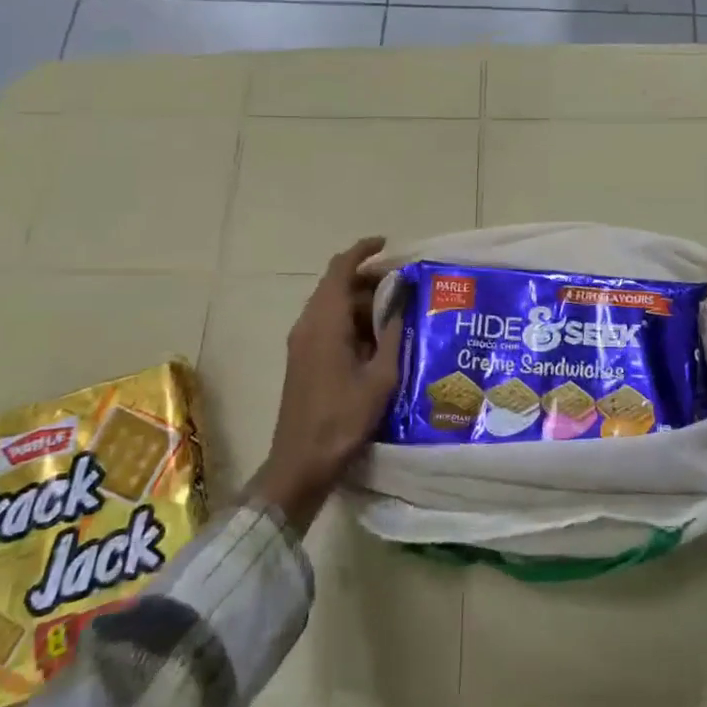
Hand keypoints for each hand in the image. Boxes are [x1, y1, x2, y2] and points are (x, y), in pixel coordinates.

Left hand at [249, 237, 403, 532]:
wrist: (301, 462)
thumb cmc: (342, 419)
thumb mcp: (380, 377)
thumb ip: (392, 335)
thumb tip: (404, 302)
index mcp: (325, 322)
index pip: (340, 269)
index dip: (363, 251)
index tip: (388, 245)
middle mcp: (308, 325)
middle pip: (336, 285)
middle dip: (369, 279)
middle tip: (405, 284)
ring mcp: (302, 343)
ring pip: (333, 306)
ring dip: (362, 302)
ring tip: (399, 311)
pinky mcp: (303, 359)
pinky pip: (328, 325)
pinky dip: (352, 321)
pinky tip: (379, 339)